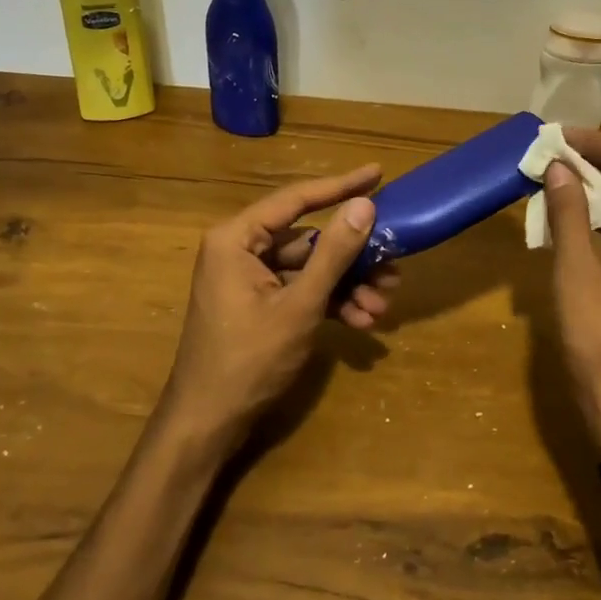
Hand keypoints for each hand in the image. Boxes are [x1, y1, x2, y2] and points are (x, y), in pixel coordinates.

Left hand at [160, 165, 398, 449]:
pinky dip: (330, 302)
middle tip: (393, 267)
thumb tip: (365, 205)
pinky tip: (361, 321)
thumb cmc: (248, 360)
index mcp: (237, 238)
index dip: (341, 186)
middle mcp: (241, 249)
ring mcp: (249, 278)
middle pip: (308, 239)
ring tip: (382, 307)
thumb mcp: (299, 306)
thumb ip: (333, 253)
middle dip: (353, 259)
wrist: (207, 426)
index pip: (296, 199)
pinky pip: (301, 290)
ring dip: (347, 286)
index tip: (378, 173)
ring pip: (310, 268)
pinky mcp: (258, 303)